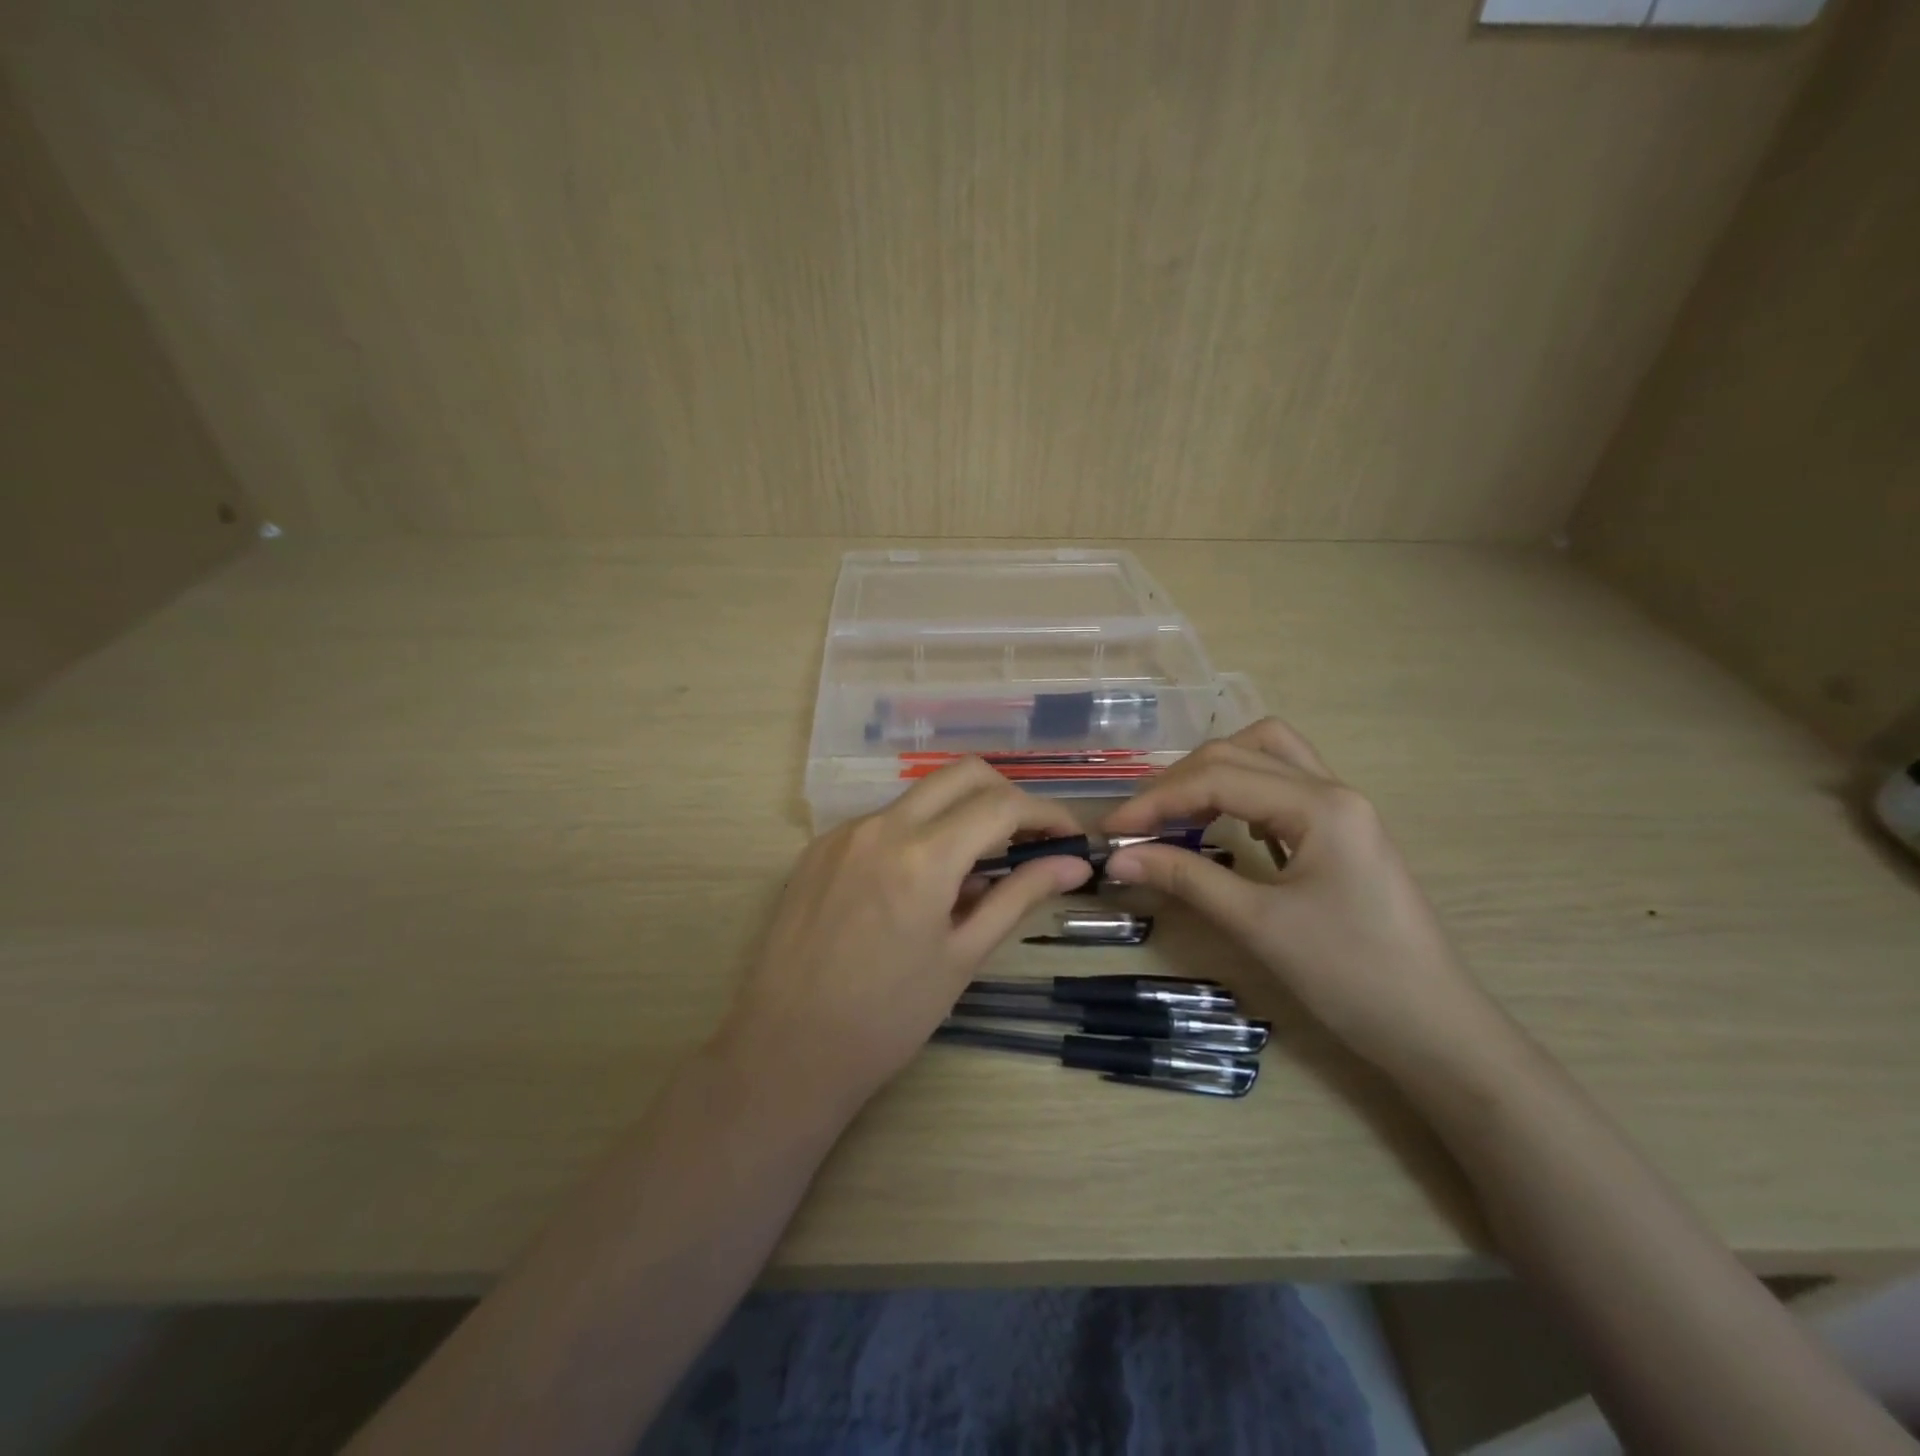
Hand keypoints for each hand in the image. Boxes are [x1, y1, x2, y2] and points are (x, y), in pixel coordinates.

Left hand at [716, 759, 1092, 1115]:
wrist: (787, 1049)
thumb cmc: (887, 1017)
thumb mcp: (962, 957)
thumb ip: (1018, 897)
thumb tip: (1072, 865)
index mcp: (922, 856)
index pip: (1002, 806)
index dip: (1046, 815)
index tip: (1069, 840)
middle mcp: (881, 826)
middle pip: (963, 775)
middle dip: (1007, 797)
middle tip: (1028, 841)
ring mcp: (844, 832)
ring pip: (920, 796)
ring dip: (960, 815)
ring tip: (974, 874)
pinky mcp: (819, 848)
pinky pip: (883, 822)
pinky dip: (917, 835)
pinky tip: (919, 885)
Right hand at [1102, 718, 1493, 1077]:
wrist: (1438, 1032)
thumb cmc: (1352, 977)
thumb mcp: (1259, 925)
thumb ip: (1186, 879)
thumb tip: (1117, 857)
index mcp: (1321, 805)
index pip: (1219, 778)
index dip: (1157, 800)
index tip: (1111, 830)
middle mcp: (1333, 790)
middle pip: (1239, 752)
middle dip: (1178, 781)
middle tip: (1137, 823)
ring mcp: (1342, 810)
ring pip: (1266, 757)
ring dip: (1213, 774)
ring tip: (1174, 813)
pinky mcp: (1342, 834)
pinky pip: (1282, 787)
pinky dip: (1241, 792)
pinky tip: (1224, 828)